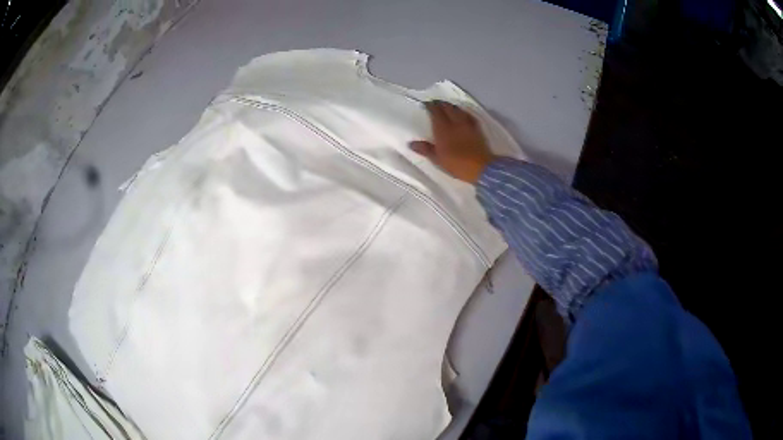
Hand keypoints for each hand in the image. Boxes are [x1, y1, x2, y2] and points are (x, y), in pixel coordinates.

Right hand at [409, 100, 496, 183]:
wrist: (481, 168)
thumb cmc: (457, 164)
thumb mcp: (438, 159)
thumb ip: (425, 149)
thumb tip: (411, 143)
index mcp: (443, 129)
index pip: (435, 112)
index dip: (430, 106)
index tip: (426, 104)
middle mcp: (455, 123)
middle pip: (447, 108)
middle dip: (440, 104)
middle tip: (435, 103)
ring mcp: (467, 124)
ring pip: (458, 109)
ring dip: (451, 106)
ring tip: (447, 106)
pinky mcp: (477, 128)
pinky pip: (469, 115)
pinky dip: (463, 112)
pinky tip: (462, 114)